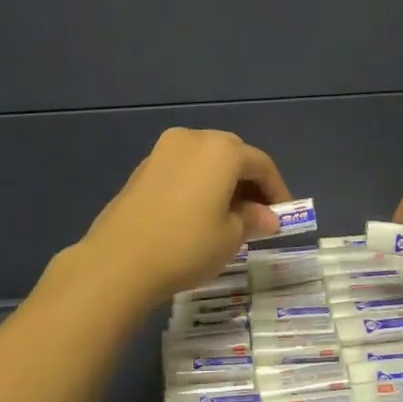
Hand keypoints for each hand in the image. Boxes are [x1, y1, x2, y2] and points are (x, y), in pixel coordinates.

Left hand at [71, 128, 290, 306]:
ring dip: (222, 182)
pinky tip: (197, 214)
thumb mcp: (230, 237)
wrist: (118, 262)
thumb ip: (253, 219)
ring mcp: (163, 151)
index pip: (261, 164)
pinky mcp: (143, 168)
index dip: (277, 190)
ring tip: (228, 216)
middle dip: (249, 182)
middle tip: (258, 215)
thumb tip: (267, 217)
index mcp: (222, 150)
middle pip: (232, 155)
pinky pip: (183, 170)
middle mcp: (193, 139)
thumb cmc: (187, 245)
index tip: (284, 216)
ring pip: (205, 160)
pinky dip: (198, 185)